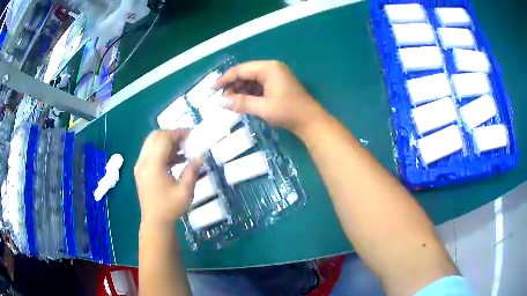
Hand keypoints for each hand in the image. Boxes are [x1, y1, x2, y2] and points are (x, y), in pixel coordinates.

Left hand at [134, 130, 200, 224]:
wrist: (155, 222)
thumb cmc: (170, 208)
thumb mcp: (185, 192)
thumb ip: (192, 171)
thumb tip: (200, 156)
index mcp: (153, 165)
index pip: (164, 139)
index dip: (178, 133)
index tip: (192, 135)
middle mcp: (143, 161)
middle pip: (155, 136)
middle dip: (172, 134)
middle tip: (187, 140)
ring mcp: (140, 165)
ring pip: (151, 142)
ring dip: (167, 141)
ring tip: (183, 149)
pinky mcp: (141, 170)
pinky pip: (150, 151)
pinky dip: (162, 150)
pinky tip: (175, 158)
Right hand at [214, 61, 324, 136]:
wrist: (311, 121)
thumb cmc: (287, 112)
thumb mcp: (262, 108)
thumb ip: (240, 103)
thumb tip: (219, 102)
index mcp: (268, 68)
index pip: (241, 70)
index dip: (225, 79)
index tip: (213, 89)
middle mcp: (272, 68)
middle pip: (246, 73)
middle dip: (233, 85)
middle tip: (223, 99)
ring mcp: (276, 75)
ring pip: (252, 79)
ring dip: (241, 89)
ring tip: (232, 102)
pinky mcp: (279, 84)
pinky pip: (260, 84)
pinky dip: (250, 92)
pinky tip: (244, 102)